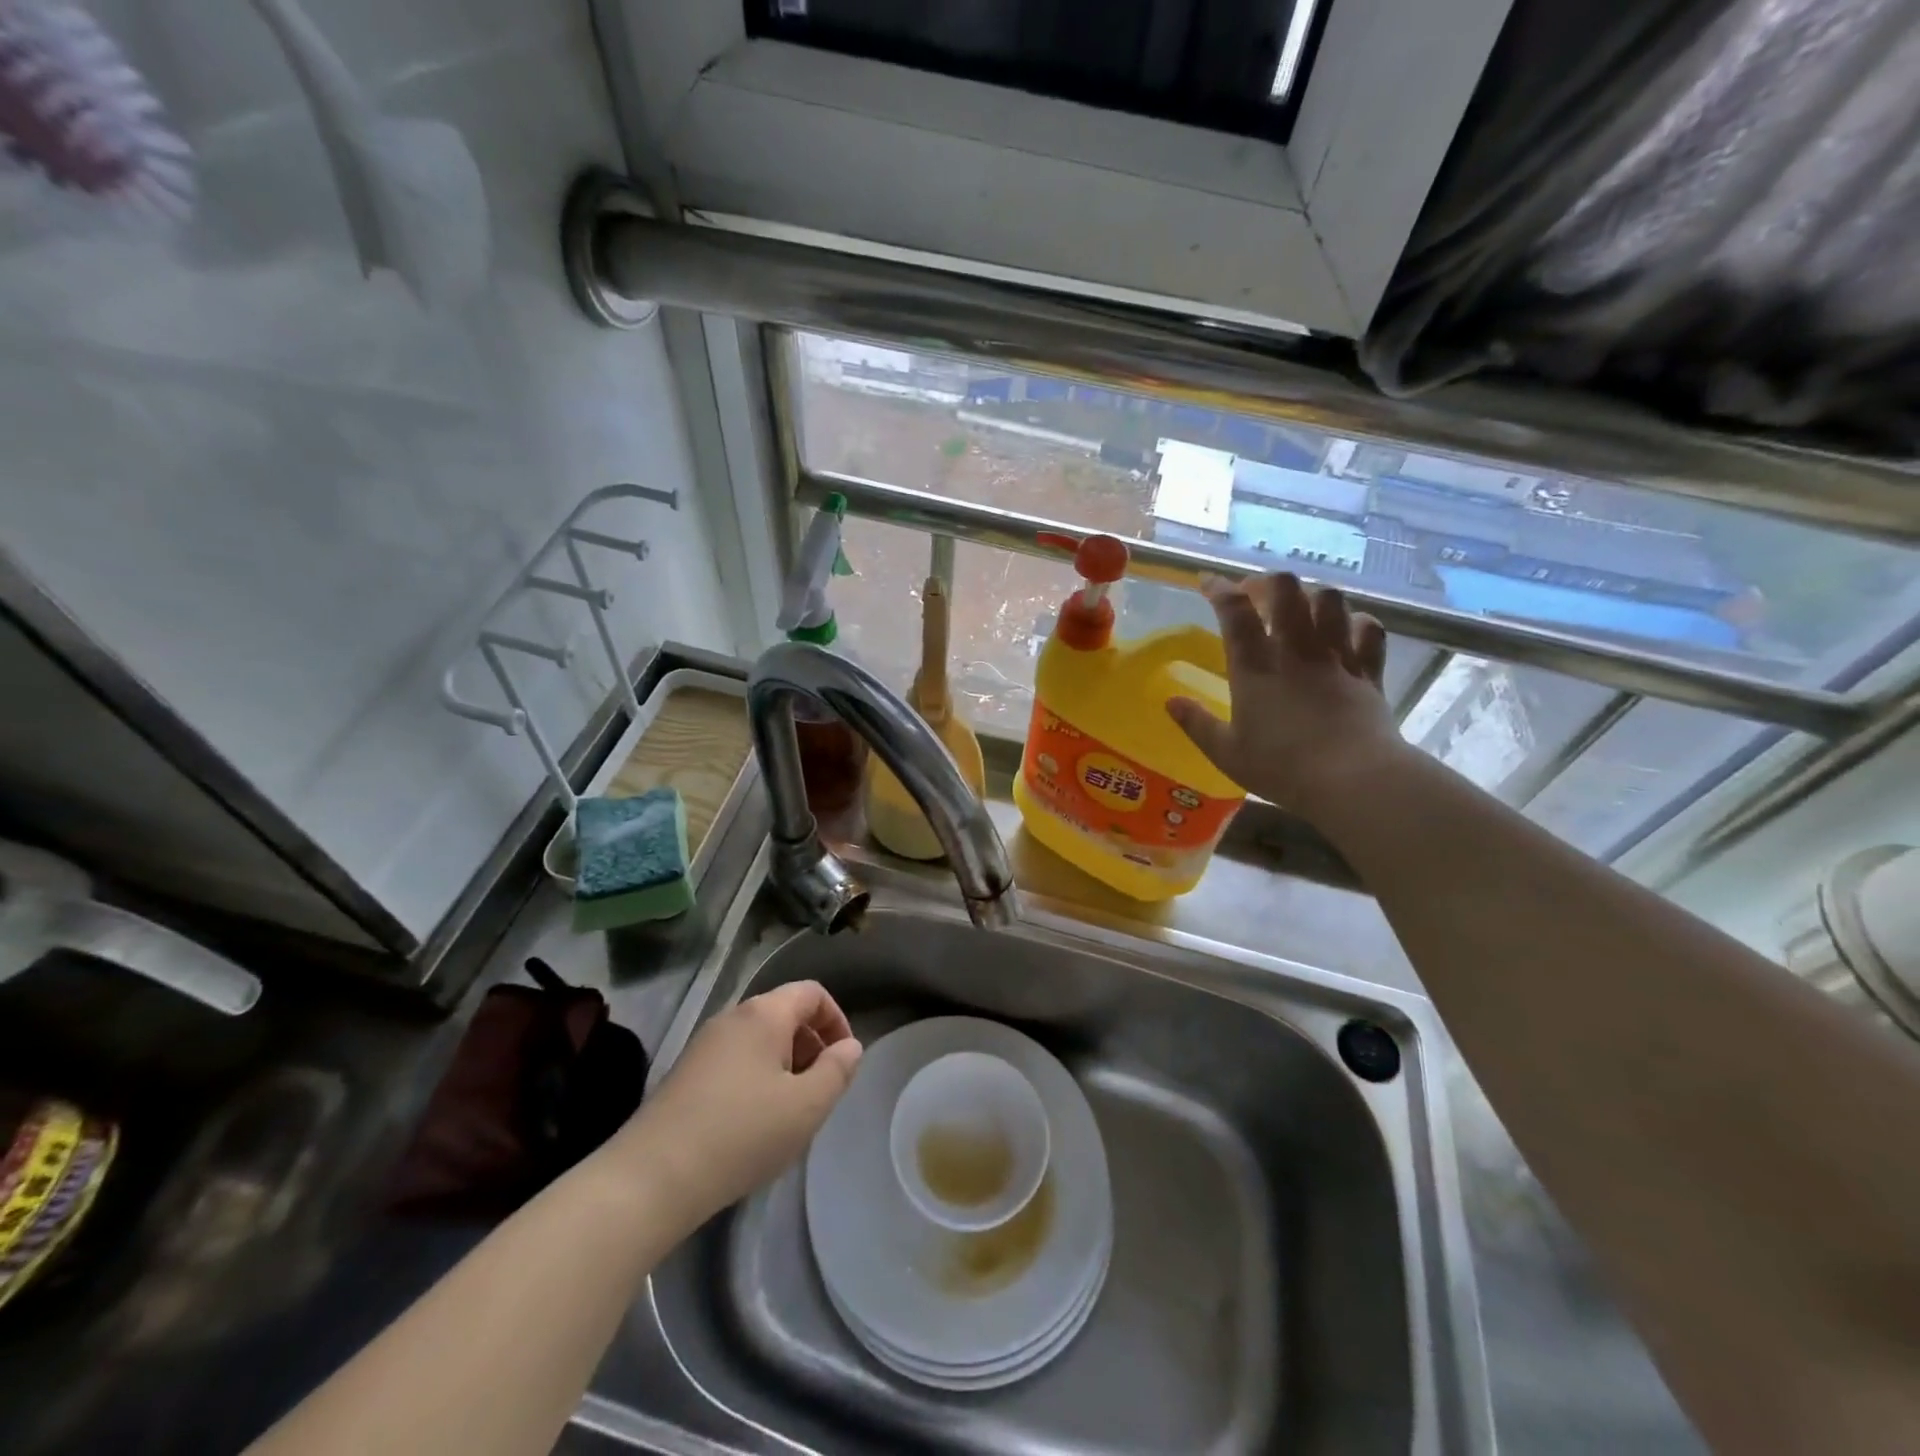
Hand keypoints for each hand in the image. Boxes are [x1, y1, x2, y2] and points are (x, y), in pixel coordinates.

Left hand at [613, 981, 861, 1225]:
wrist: (651, 1178)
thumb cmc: (741, 1134)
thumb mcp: (806, 1106)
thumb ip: (837, 1071)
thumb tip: (850, 1046)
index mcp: (764, 1014)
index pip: (812, 992)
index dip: (837, 1019)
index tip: (844, 1060)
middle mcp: (732, 1017)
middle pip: (785, 1014)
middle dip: (811, 1046)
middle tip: (820, 1091)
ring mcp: (704, 1045)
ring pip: (759, 1041)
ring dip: (785, 1066)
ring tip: (790, 1113)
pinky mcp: (685, 1074)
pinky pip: (735, 1061)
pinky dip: (757, 1080)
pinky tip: (753, 1125)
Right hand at [1168, 573, 1407, 820]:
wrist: (1353, 779)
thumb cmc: (1281, 767)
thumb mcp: (1226, 753)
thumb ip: (1196, 724)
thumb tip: (1170, 701)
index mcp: (1255, 667)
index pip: (1234, 610)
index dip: (1219, 588)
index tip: (1207, 581)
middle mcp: (1296, 650)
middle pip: (1286, 589)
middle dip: (1267, 582)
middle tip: (1255, 595)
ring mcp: (1337, 656)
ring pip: (1330, 599)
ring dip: (1312, 595)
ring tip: (1300, 608)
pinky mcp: (1369, 671)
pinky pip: (1369, 629)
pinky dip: (1357, 622)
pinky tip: (1347, 629)